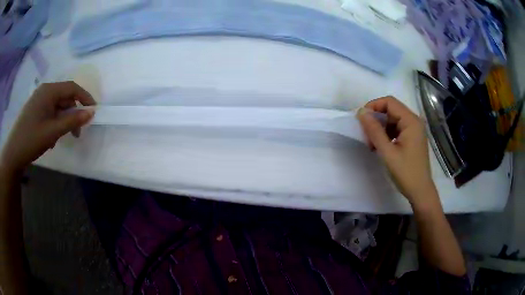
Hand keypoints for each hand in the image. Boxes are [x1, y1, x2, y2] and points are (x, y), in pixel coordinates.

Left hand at [0, 82, 95, 173]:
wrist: (13, 153)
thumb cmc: (31, 140)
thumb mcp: (52, 132)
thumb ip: (72, 121)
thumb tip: (91, 113)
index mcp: (48, 91)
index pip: (72, 88)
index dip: (85, 98)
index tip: (94, 111)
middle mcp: (44, 91)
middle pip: (64, 97)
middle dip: (73, 113)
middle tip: (77, 133)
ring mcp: (38, 100)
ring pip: (57, 106)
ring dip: (63, 120)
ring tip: (62, 137)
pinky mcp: (34, 109)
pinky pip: (49, 111)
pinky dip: (54, 122)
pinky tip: (51, 136)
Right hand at [358, 96, 437, 206]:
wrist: (420, 191)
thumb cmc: (405, 173)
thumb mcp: (387, 152)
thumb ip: (374, 131)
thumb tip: (361, 112)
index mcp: (411, 121)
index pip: (389, 102)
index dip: (373, 106)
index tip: (361, 120)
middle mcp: (414, 121)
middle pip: (391, 110)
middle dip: (376, 120)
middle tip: (367, 136)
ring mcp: (414, 130)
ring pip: (393, 120)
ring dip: (380, 128)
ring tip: (373, 145)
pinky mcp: (412, 138)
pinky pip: (397, 129)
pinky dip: (387, 135)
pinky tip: (381, 147)